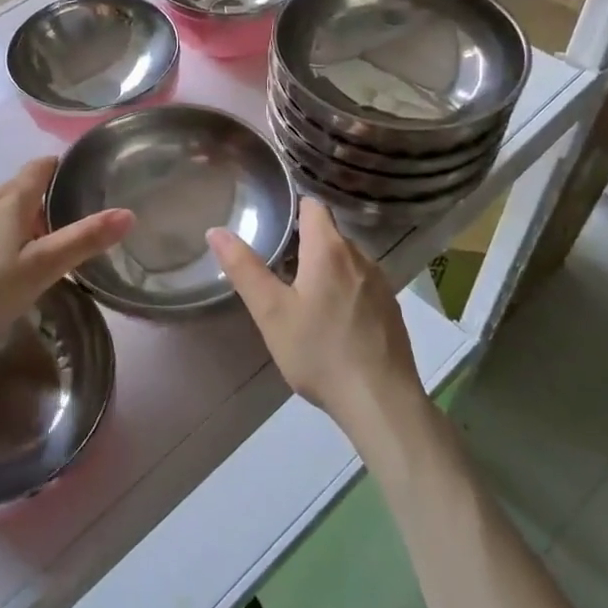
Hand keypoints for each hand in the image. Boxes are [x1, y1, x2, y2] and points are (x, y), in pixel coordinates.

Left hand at [0, 157, 132, 353]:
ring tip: (21, 260)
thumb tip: (128, 213)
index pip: (42, 166)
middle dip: (39, 208)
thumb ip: (83, 241)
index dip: (61, 171)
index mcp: (11, 197)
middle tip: (55, 241)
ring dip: (12, 224)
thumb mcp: (41, 269)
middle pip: (19, 189)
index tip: (77, 187)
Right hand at [207, 199, 421, 435]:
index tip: (272, 222)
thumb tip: (217, 231)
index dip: (292, 208)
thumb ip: (244, 269)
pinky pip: (361, 284)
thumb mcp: (271, 312)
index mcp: (329, 249)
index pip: (313, 206)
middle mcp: (360, 257)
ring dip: (324, 267)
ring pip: (346, 260)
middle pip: (328, 233)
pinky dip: (344, 289)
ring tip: (300, 295)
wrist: (380, 401)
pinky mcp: (390, 309)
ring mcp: (380, 283)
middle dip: (303, 242)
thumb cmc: (319, 352)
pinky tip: (331, 321)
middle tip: (276, 266)